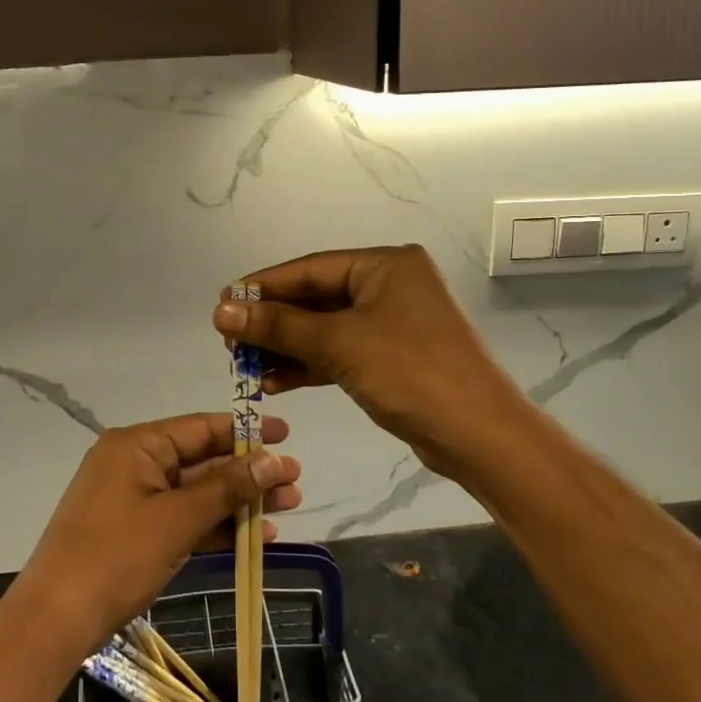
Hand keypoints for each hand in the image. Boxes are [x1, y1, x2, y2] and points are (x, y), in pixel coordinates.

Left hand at [15, 413, 301, 659]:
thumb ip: (226, 488)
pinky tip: (256, 538)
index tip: (285, 434)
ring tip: (289, 508)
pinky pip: (182, 519)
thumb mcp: (177, 520)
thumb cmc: (115, 557)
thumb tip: (272, 461)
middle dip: (249, 473)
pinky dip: (215, 526)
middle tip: (296, 481)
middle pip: (202, 460)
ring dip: (238, 502)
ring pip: (196, 493)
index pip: (200, 428)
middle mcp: (134, 463)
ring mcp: (133, 499)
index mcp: (136, 445)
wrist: (54, 621)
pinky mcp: (134, 532)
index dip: (245, 431)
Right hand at [213, 245, 529, 484]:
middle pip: (315, 298)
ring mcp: (391, 323)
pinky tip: (274, 382)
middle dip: (272, 323)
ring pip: (325, 329)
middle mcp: (389, 286)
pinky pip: (339, 353)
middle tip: (230, 342)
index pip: (309, 269)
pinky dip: (308, 365)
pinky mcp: (391, 358)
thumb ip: (278, 326)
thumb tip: (221, 309)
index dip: (263, 287)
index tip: (222, 303)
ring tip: (244, 365)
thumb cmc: (410, 373)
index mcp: (385, 265)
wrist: (480, 436)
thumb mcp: (339, 343)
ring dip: (286, 347)